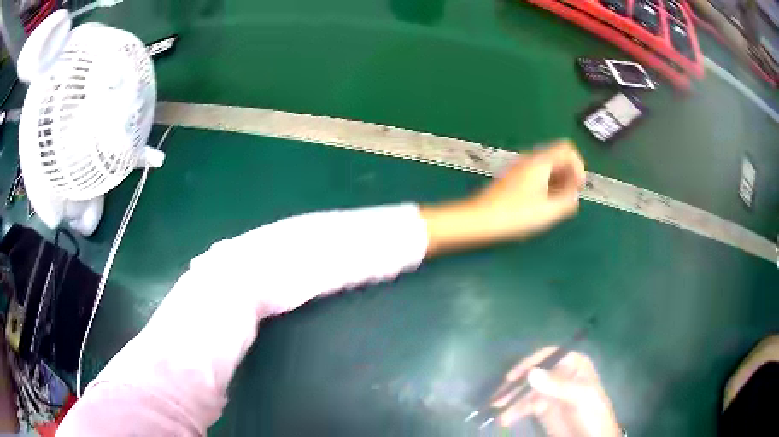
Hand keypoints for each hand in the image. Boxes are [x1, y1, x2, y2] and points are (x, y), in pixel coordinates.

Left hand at [421, 140, 585, 254]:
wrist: (480, 219)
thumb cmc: (515, 215)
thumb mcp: (548, 211)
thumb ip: (567, 201)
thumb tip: (574, 195)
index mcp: (540, 162)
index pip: (567, 149)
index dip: (578, 166)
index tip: (579, 187)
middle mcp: (530, 159)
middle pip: (558, 156)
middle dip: (570, 173)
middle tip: (571, 196)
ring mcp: (520, 168)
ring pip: (547, 166)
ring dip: (559, 180)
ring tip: (560, 202)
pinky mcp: (513, 178)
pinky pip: (537, 174)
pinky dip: (547, 184)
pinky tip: (545, 202)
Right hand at [492, 347, 620, 436]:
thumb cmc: (592, 414)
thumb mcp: (579, 398)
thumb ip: (557, 385)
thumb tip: (531, 372)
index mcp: (574, 364)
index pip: (549, 356)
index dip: (529, 363)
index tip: (512, 377)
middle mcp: (560, 374)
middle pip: (534, 374)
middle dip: (515, 386)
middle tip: (497, 399)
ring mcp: (551, 391)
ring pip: (526, 391)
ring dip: (512, 401)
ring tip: (498, 413)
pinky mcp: (543, 408)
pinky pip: (525, 406)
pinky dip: (514, 411)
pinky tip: (505, 419)